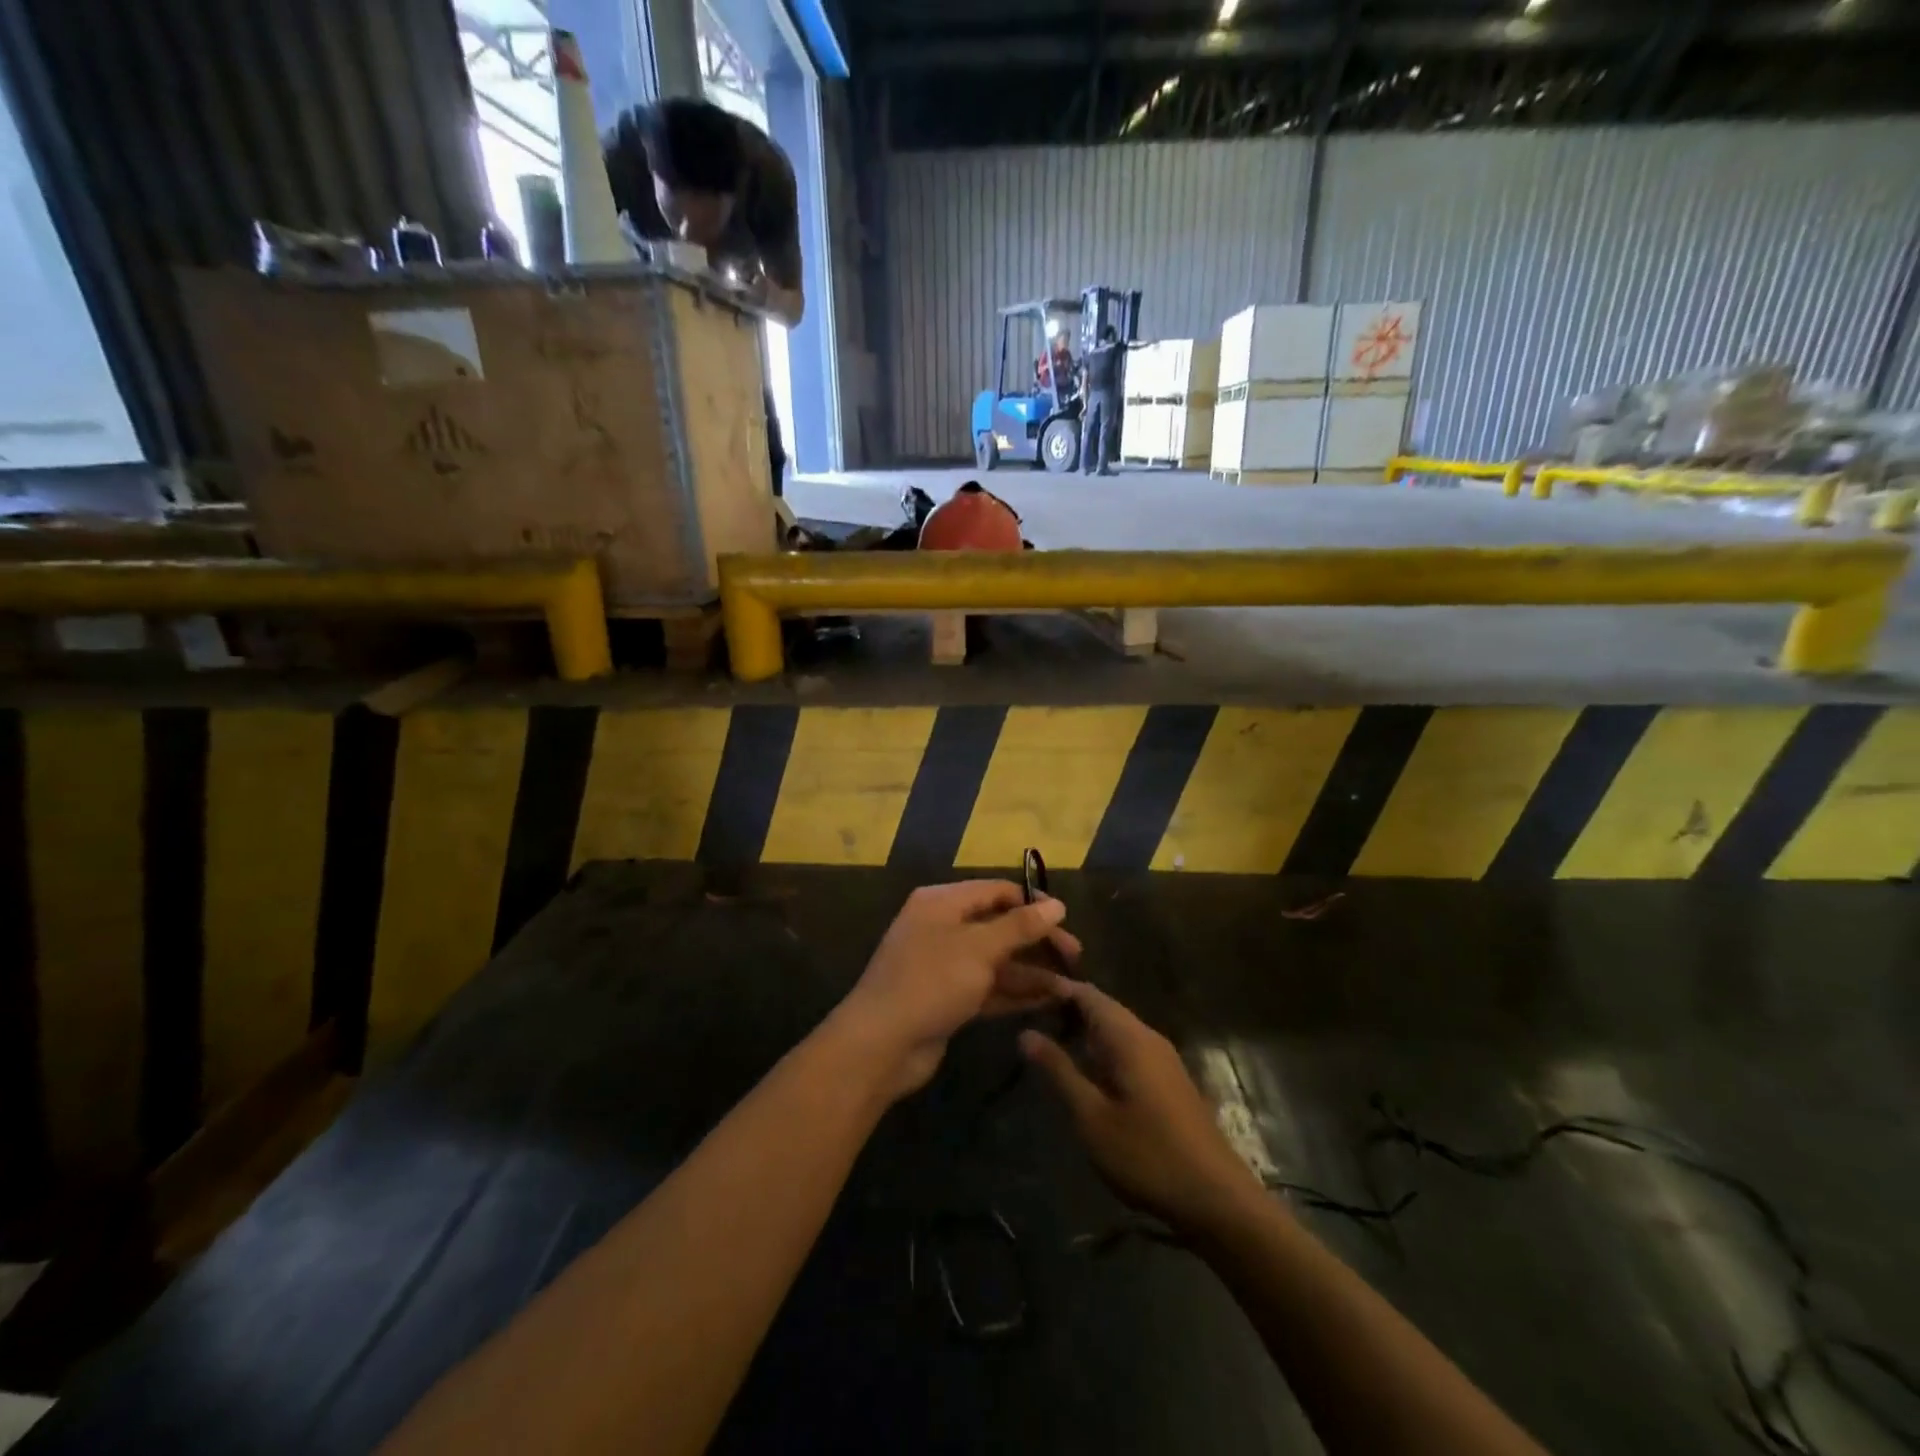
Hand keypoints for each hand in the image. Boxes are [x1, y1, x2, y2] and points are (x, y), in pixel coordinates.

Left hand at [832, 881, 1080, 1100]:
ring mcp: (944, 965)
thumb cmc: (931, 982)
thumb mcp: (979, 949)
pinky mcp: (948, 998)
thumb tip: (1057, 905)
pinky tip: (1048, 1001)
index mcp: (942, 902)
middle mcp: (942, 927)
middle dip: (1036, 941)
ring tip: (1070, 986)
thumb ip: (1020, 926)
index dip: (1032, 903)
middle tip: (1075, 958)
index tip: (1067, 922)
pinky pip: (988, 987)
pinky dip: (1015, 993)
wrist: (880, 1044)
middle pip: (998, 926)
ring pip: (996, 960)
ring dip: (1031, 971)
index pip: (996, 891)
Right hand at [1021, 982, 1260, 1236]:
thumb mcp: (1092, 1117)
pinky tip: (1085, 1068)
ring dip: (1084, 1028)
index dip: (1055, 988)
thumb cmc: (1147, 1155)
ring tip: (1048, 1039)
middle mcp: (1148, 1037)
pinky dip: (1101, 1046)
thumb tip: (1026, 1033)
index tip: (1022, 991)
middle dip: (1066, 1006)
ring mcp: (1163, 1058)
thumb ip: (1059, 1071)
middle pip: (1103, 1006)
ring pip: (1117, 1027)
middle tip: (1028, 1014)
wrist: (1217, 1199)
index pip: (1087, 993)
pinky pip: (1128, 1046)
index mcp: (1129, 1037)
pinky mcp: (1169, 1080)